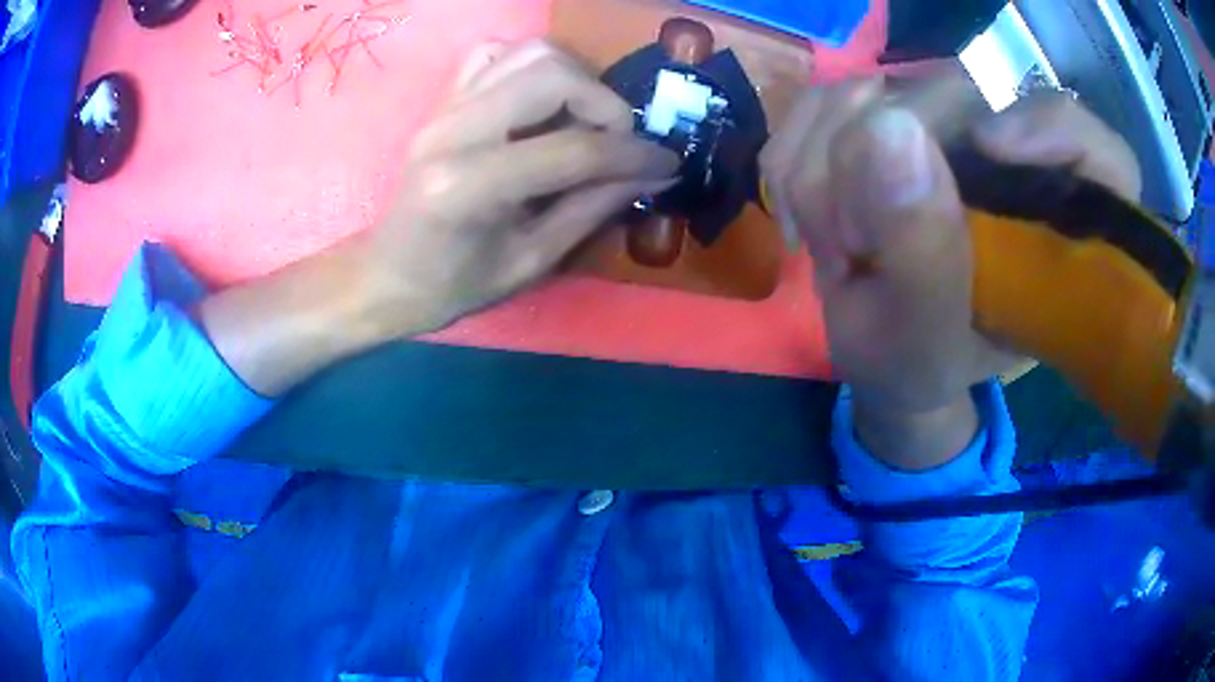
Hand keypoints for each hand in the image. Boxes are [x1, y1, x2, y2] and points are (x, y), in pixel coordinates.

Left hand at [200, 41, 675, 395]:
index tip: (668, 162)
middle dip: (606, 103)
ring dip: (577, 78)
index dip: (633, 155)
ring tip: (589, 120)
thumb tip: (652, 173)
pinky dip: (534, 67)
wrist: (386, 273)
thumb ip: (592, 209)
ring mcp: (445, 107)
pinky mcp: (444, 100)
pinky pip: (497, 55)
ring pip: (530, 53)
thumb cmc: (452, 286)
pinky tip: (544, 101)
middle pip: (552, 75)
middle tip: (622, 141)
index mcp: (470, 186)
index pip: (573, 150)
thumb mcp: (530, 262)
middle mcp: (454, 130)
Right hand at [761, 82, 1138, 467]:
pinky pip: (827, 98)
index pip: (1099, 153)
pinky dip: (797, 156)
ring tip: (837, 248)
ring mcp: (948, 123)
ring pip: (874, 88)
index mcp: (1060, 227)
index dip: (1052, 130)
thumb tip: (884, 132)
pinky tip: (812, 217)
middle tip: (854, 253)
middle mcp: (1014, 156)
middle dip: (877, 169)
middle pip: (954, 96)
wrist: (885, 347)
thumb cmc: (923, 360)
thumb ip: (923, 262)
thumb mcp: (925, 347)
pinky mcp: (890, 110)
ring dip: (827, 172)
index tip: (990, 149)